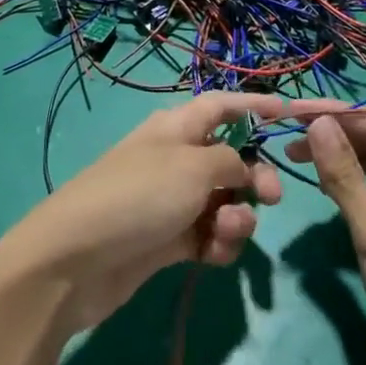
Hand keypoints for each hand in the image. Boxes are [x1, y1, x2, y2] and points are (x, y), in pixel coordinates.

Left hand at [0, 93, 286, 334]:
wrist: (76, 259)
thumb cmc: (139, 196)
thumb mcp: (193, 167)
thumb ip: (231, 161)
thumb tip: (243, 167)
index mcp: (177, 127)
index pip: (222, 106)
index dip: (255, 105)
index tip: (289, 112)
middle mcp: (176, 158)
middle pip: (232, 158)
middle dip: (256, 177)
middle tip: (270, 199)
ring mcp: (171, 201)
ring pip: (224, 201)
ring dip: (236, 217)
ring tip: (223, 232)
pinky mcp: (168, 240)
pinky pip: (208, 235)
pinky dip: (217, 244)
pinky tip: (211, 255)